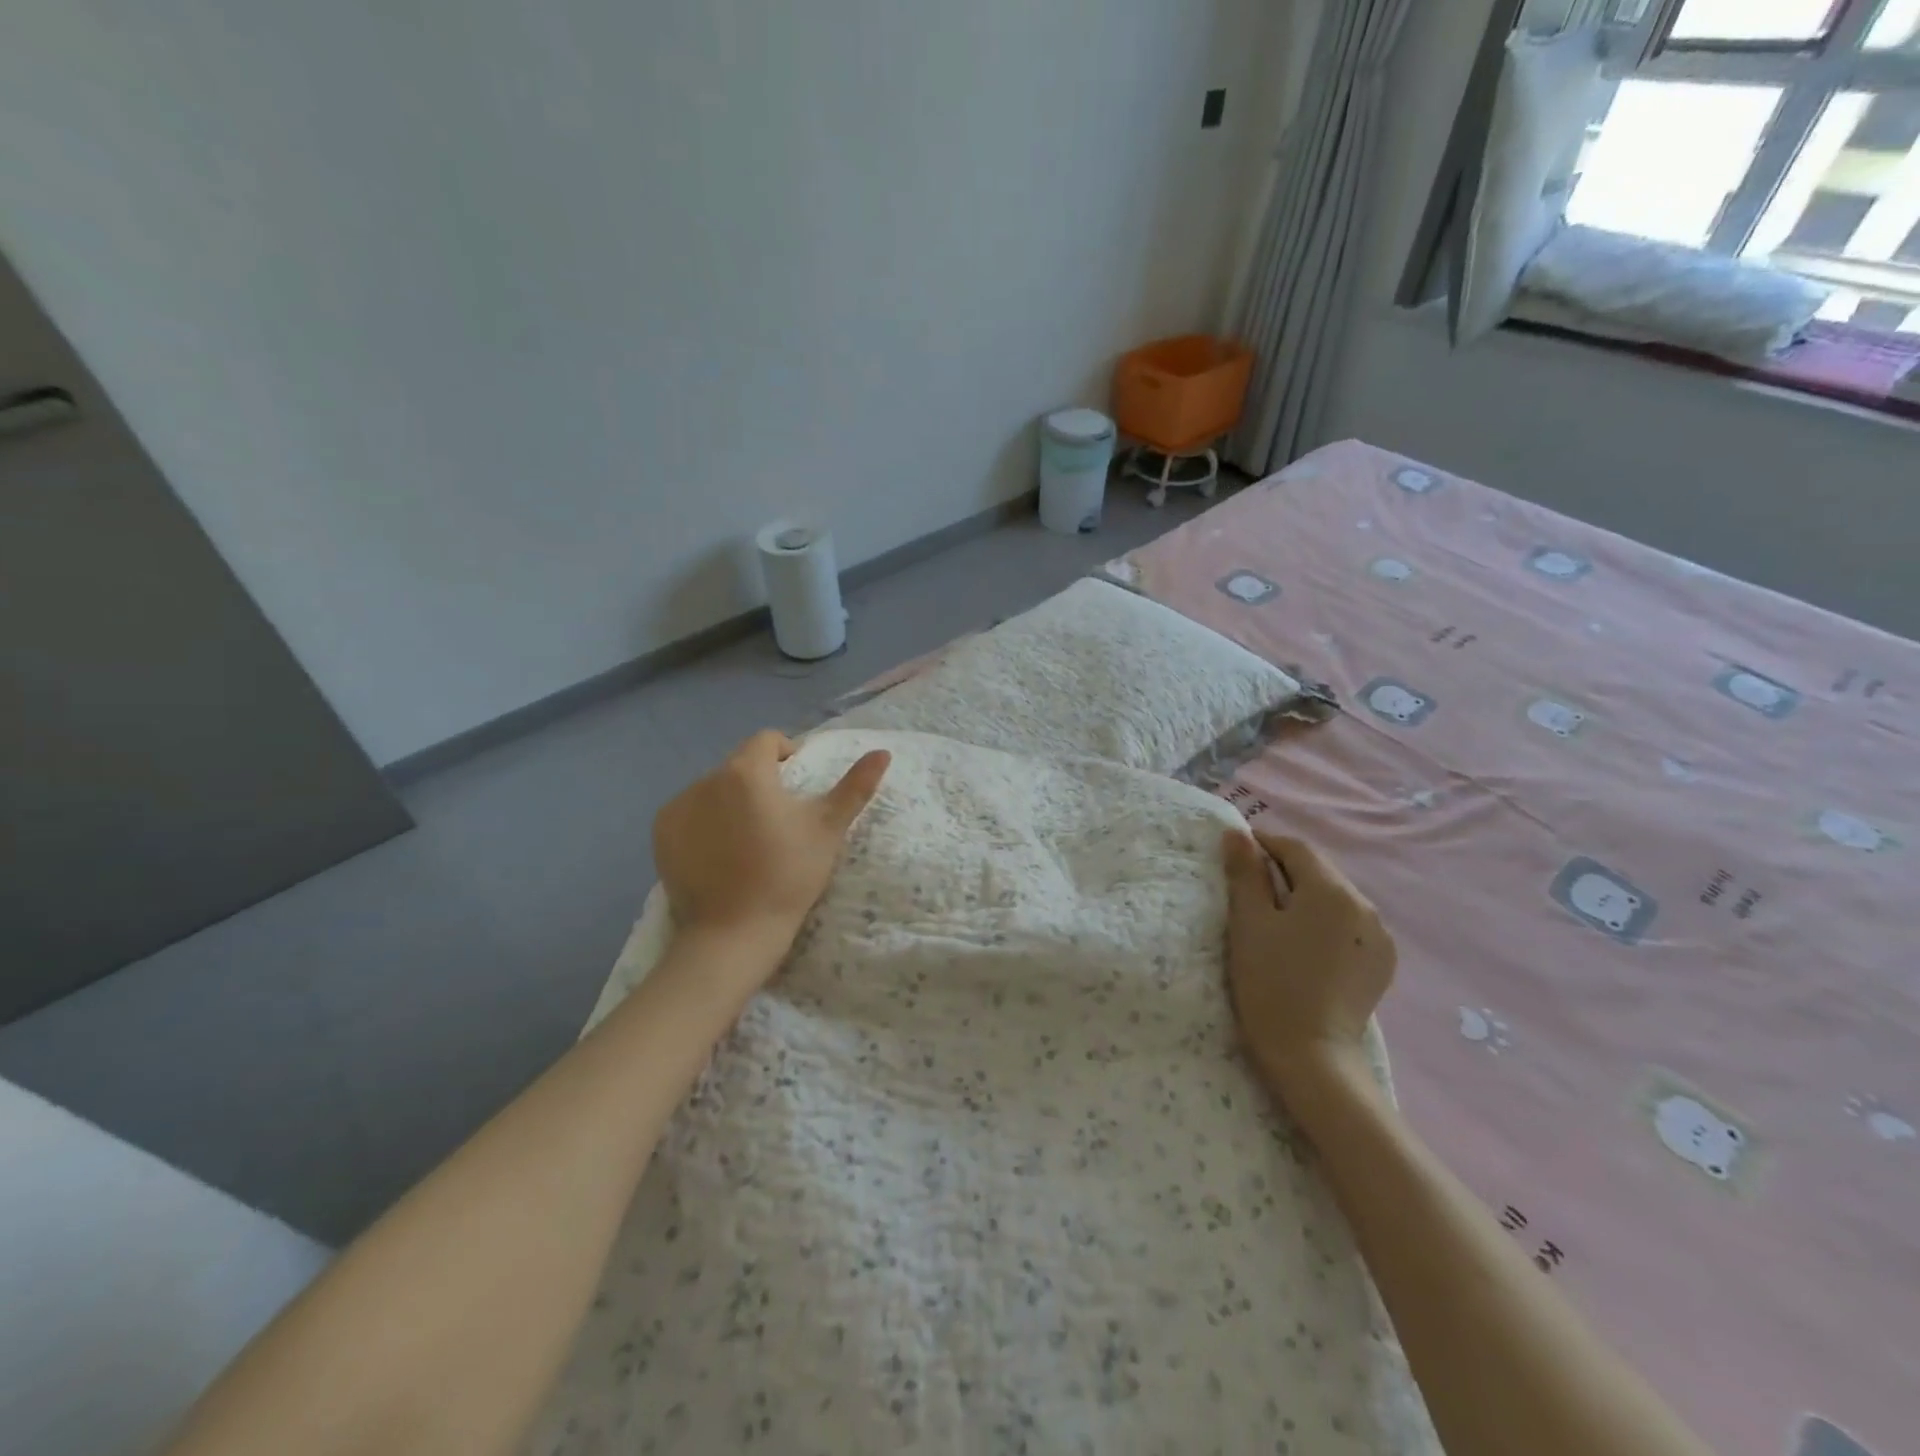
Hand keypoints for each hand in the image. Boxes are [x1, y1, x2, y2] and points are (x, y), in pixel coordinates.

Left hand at [653, 730, 890, 955]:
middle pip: (739, 766)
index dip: (787, 754)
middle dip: (759, 781)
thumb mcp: (828, 829)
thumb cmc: (788, 875)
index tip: (798, 785)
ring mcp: (679, 807)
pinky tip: (720, 853)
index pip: (767, 741)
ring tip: (747, 839)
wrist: (734, 933)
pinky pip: (689, 813)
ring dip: (731, 801)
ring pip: (714, 789)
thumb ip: (855, 786)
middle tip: (777, 819)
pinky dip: (705, 822)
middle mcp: (706, 779)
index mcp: (746, 771)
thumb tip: (883, 752)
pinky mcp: (661, 834)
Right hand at [1222, 829, 1396, 1104]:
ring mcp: (1379, 936)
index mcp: (1332, 890)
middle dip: (1285, 869)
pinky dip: (1325, 921)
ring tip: (1276, 916)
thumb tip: (1237, 833)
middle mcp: (1365, 905)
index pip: (1296, 848)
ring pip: (1335, 898)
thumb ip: (1245, 873)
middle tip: (1250, 885)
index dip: (1265, 843)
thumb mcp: (1249, 922)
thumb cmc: (1271, 982)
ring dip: (1306, 895)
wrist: (1311, 1055)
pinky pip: (1349, 925)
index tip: (1237, 852)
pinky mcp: (1381, 962)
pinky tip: (1304, 943)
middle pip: (1319, 871)